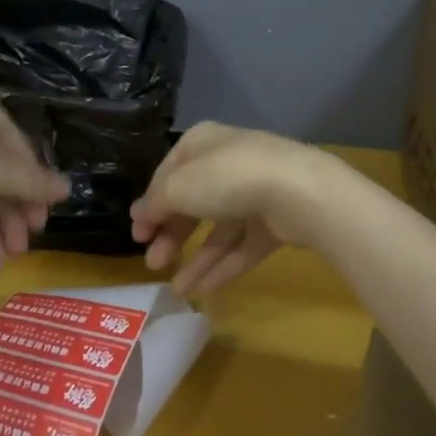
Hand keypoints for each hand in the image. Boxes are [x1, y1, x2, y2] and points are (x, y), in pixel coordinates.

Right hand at [129, 122, 340, 295]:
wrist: (298, 192)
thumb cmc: (227, 178)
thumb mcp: (178, 187)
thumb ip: (155, 203)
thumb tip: (137, 213)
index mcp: (201, 144)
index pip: (167, 174)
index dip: (150, 205)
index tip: (138, 236)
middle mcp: (227, 164)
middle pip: (192, 203)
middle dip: (171, 235)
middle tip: (153, 264)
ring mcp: (254, 193)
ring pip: (218, 228)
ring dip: (196, 258)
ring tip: (177, 289)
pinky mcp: (274, 221)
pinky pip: (242, 245)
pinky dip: (223, 266)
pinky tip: (205, 290)